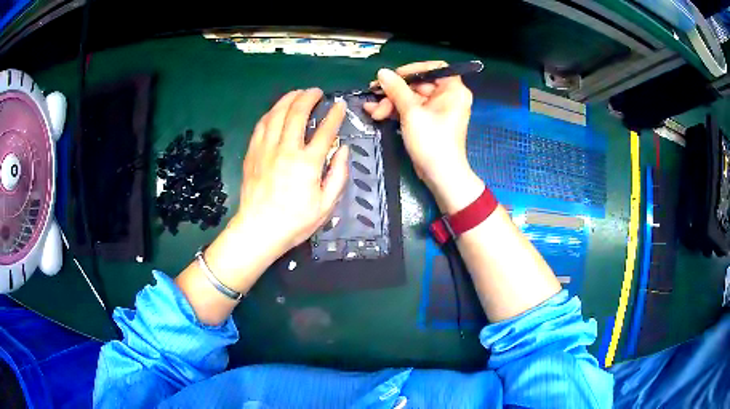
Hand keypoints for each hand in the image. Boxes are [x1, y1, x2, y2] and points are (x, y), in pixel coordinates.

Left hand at [231, 88, 348, 258]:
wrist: (259, 230)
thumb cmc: (295, 221)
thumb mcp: (326, 205)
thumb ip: (338, 175)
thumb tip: (344, 150)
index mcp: (307, 163)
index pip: (325, 131)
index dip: (335, 115)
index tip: (340, 105)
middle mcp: (286, 150)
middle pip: (297, 113)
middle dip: (309, 97)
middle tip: (316, 92)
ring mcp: (266, 149)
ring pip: (277, 114)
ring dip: (288, 99)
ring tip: (297, 93)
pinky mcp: (253, 153)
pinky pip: (261, 125)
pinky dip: (271, 113)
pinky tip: (276, 110)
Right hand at [363, 61, 482, 213]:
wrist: (440, 175)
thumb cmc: (432, 141)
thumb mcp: (412, 112)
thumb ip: (396, 89)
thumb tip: (382, 72)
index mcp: (453, 90)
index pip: (434, 68)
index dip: (413, 69)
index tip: (394, 76)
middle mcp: (448, 97)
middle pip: (418, 84)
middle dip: (394, 91)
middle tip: (375, 95)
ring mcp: (437, 110)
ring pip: (411, 97)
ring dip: (390, 102)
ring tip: (373, 110)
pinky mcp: (428, 121)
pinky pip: (411, 109)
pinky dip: (395, 111)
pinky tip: (376, 112)